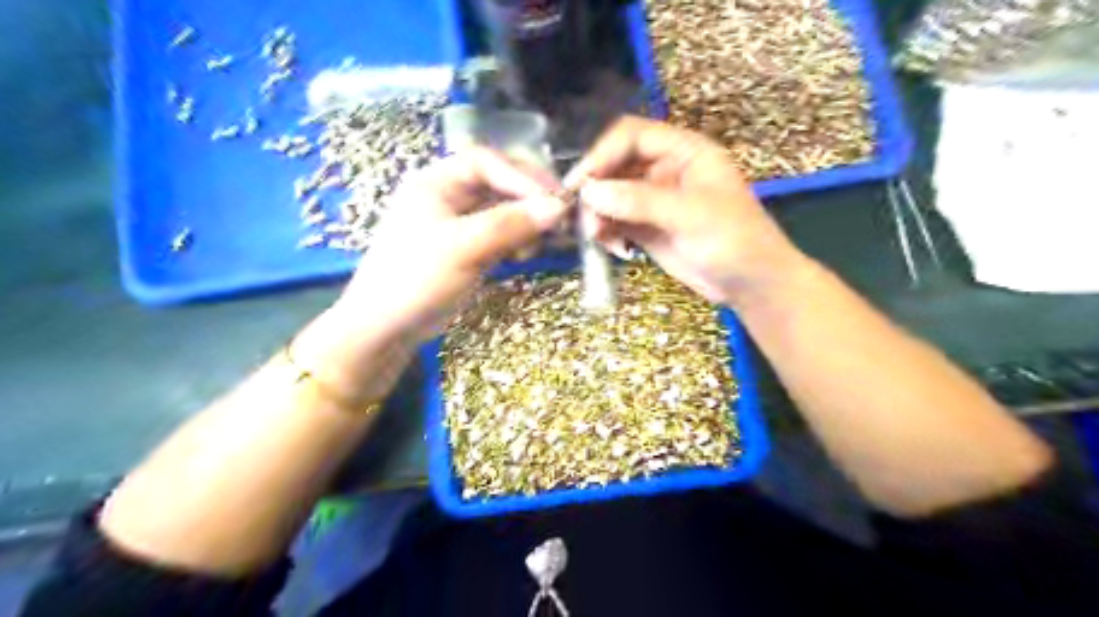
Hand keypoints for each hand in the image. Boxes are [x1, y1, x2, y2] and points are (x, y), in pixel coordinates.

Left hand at [290, 147, 566, 402]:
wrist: (387, 328)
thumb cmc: (415, 279)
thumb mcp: (462, 247)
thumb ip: (509, 224)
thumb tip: (557, 208)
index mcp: (436, 182)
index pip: (485, 162)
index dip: (520, 176)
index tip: (552, 199)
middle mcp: (449, 196)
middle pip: (498, 182)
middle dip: (530, 197)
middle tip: (560, 216)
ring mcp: (459, 223)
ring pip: (504, 209)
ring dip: (528, 220)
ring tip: (548, 238)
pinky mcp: (469, 248)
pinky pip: (502, 233)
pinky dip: (519, 239)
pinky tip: (528, 253)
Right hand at [570, 116, 804, 305]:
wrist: (751, 284)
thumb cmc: (733, 240)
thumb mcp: (690, 215)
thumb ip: (639, 201)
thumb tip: (588, 192)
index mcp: (684, 151)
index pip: (632, 136)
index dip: (602, 153)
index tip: (580, 182)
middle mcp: (665, 169)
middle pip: (616, 165)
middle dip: (596, 188)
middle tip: (581, 215)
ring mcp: (654, 200)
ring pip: (611, 195)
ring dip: (598, 213)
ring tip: (597, 236)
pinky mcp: (647, 227)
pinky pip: (615, 221)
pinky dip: (606, 231)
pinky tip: (613, 248)